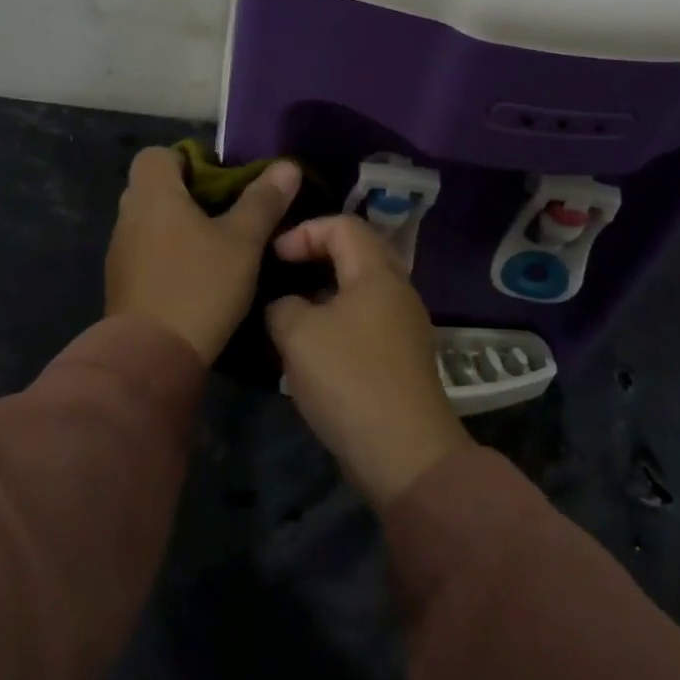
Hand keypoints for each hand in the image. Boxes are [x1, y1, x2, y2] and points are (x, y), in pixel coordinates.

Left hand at [105, 148, 301, 364]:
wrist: (151, 356)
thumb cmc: (199, 286)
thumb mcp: (243, 242)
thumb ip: (263, 201)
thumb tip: (286, 166)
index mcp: (153, 194)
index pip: (158, 154)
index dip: (190, 160)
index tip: (222, 182)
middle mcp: (129, 214)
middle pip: (157, 187)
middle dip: (191, 195)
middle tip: (229, 214)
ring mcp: (120, 250)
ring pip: (152, 221)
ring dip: (180, 227)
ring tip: (219, 246)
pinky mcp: (122, 282)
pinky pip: (147, 251)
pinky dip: (169, 254)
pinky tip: (199, 276)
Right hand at [265, 215, 469, 507]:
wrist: (405, 454)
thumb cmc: (349, 379)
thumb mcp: (298, 334)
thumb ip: (282, 306)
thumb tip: (285, 306)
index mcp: (378, 274)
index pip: (343, 225)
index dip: (304, 232)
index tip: (274, 257)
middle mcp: (398, 291)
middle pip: (356, 253)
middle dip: (315, 257)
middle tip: (283, 274)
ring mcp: (405, 326)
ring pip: (360, 290)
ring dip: (324, 293)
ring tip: (290, 313)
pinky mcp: (402, 357)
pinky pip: (366, 321)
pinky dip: (337, 321)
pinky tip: (312, 348)